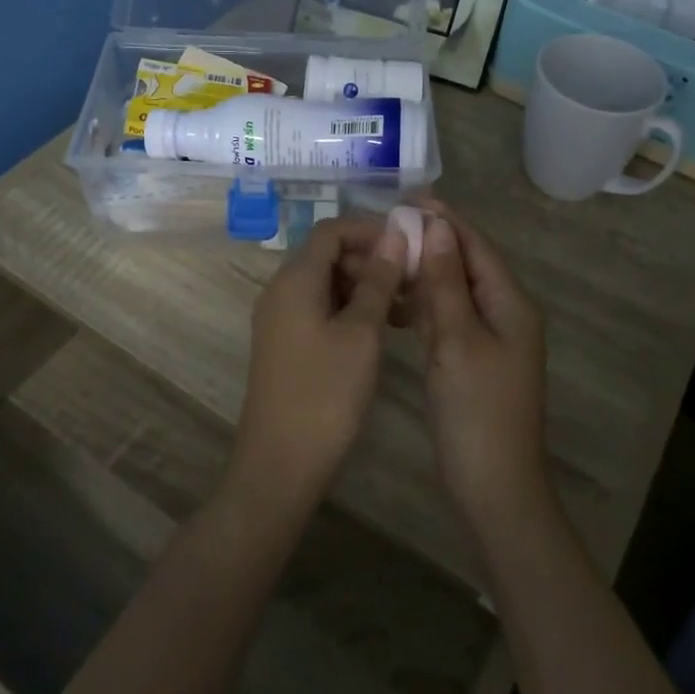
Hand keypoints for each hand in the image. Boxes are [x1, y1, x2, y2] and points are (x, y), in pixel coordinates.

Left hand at [228, 216, 408, 517]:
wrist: (281, 463)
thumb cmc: (325, 394)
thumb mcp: (361, 334)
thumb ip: (378, 281)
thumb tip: (394, 236)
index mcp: (295, 280)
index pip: (331, 230)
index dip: (370, 230)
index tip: (409, 247)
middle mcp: (281, 290)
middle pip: (328, 255)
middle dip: (372, 260)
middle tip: (413, 281)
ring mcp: (281, 319)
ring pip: (327, 284)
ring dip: (366, 287)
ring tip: (406, 308)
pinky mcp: (287, 343)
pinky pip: (321, 309)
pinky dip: (352, 310)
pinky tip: (383, 330)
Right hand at [411, 202, 554, 535]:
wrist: (493, 485)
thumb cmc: (477, 410)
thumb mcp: (457, 340)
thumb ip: (446, 283)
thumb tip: (437, 228)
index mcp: (511, 303)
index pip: (476, 246)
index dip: (445, 220)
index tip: (407, 198)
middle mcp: (505, 313)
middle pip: (466, 264)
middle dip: (431, 242)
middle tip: (387, 226)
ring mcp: (490, 338)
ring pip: (455, 291)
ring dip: (425, 272)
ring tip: (385, 256)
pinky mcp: (472, 359)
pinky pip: (449, 318)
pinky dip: (424, 305)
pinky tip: (396, 301)